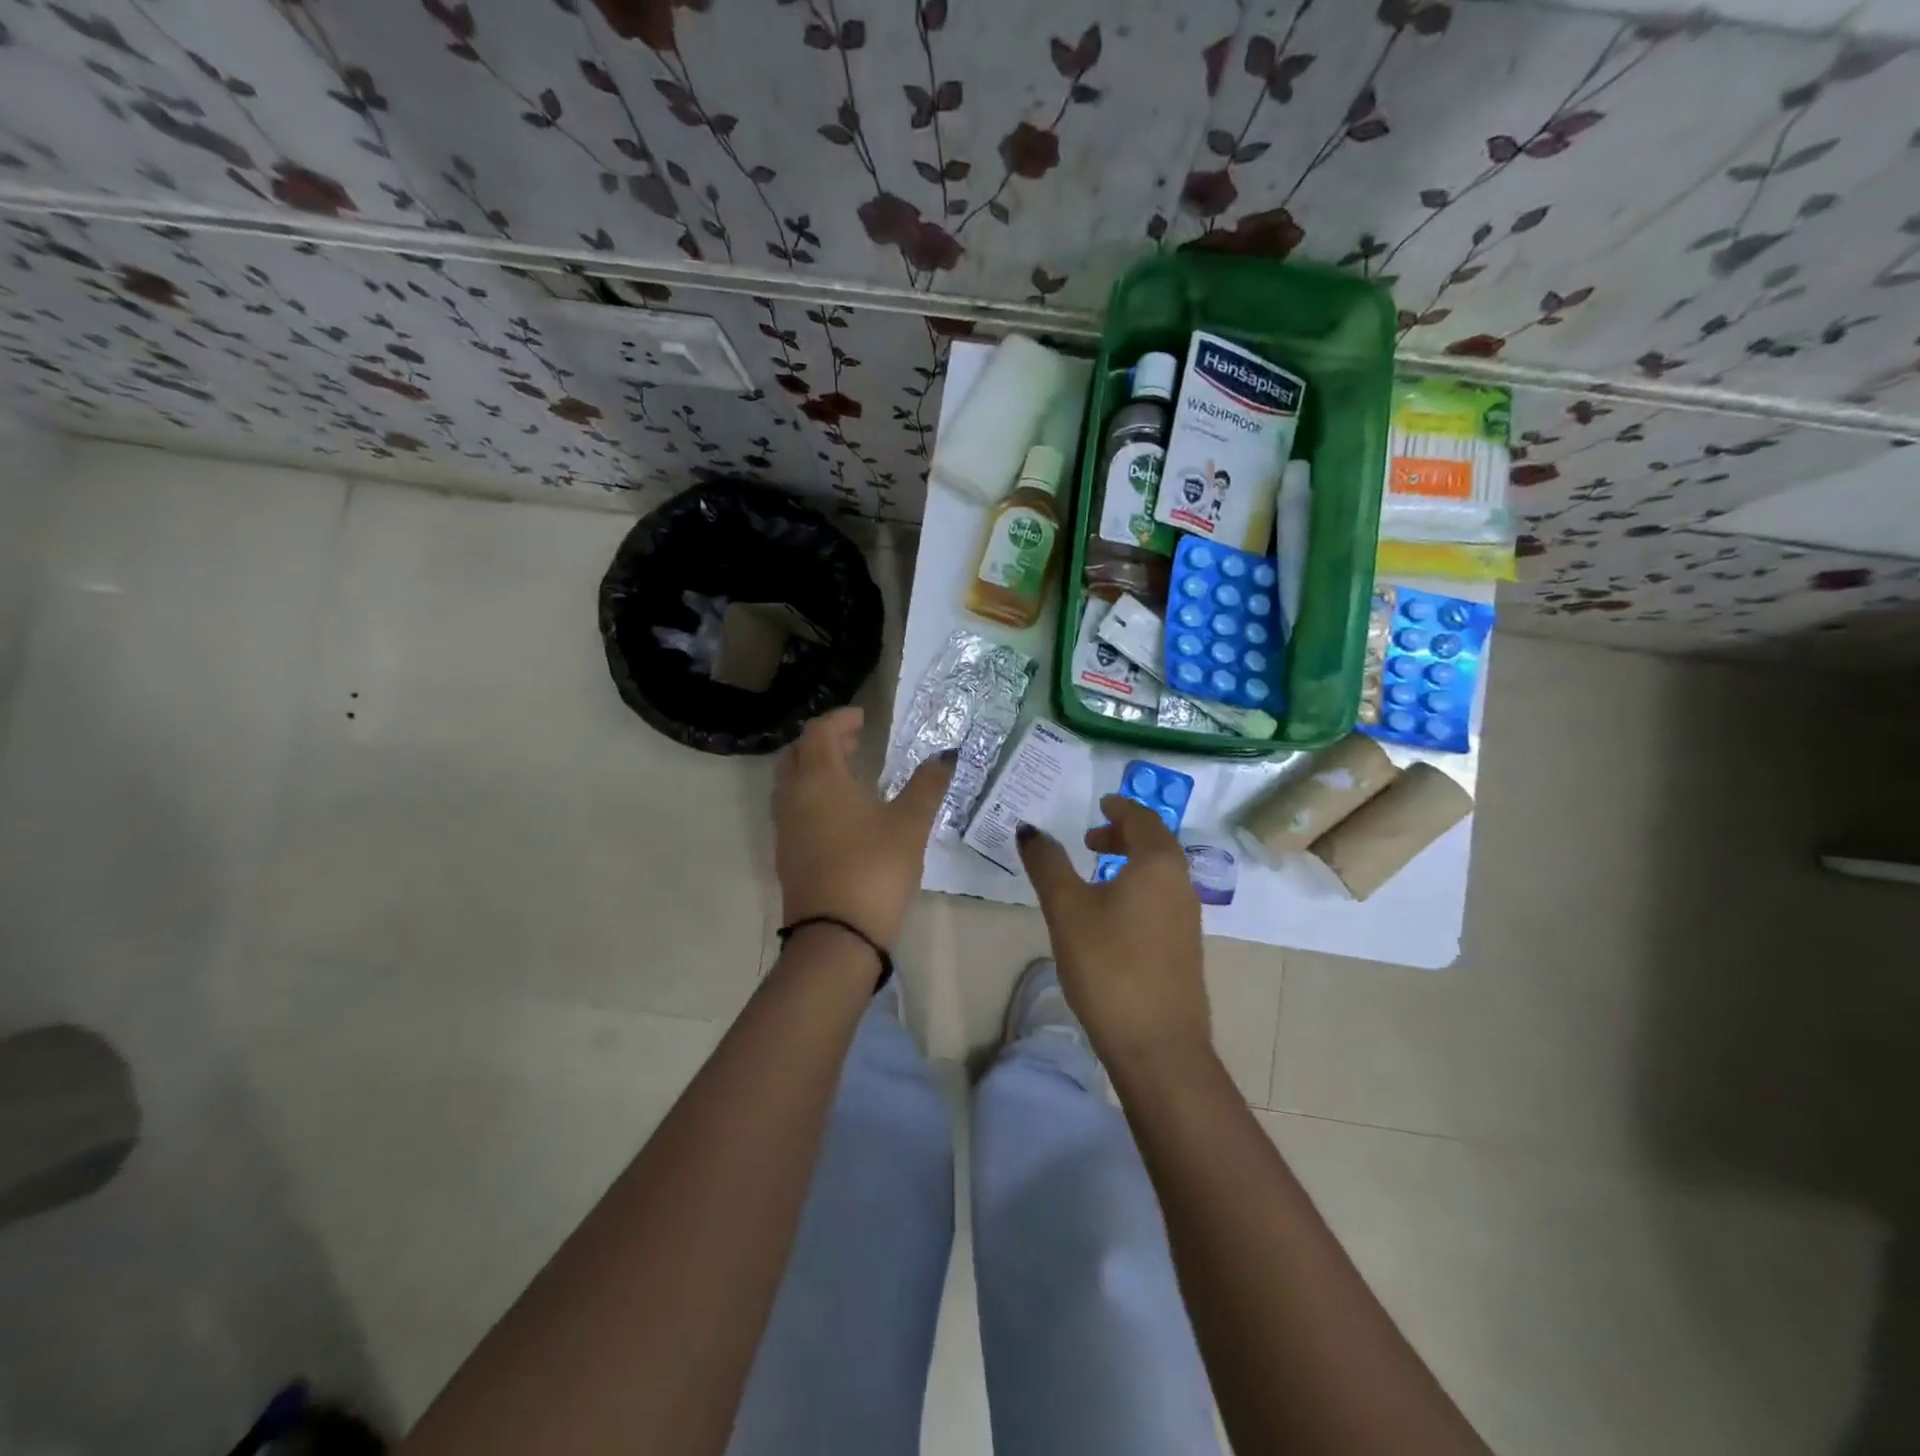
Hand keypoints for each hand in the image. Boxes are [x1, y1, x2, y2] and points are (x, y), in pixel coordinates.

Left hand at [773, 706, 953, 947]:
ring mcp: (785, 828)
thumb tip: (946, 756)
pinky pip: (794, 809)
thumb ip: (927, 785)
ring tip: (850, 772)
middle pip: (799, 753)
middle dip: (825, 741)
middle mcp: (793, 796)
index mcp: (818, 779)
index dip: (840, 719)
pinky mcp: (786, 854)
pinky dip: (813, 796)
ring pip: (792, 783)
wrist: (836, 935)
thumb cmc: (874, 867)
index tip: (864, 718)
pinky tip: (841, 813)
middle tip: (856, 740)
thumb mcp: (910, 823)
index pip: (819, 732)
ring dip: (816, 769)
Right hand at [1016, 796, 1209, 1068]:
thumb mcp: (1067, 908)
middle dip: (1123, 834)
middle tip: (1090, 840)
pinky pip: (1161, 899)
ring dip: (1130, 862)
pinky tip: (1112, 915)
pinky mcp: (1185, 948)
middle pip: (1155, 843)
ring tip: (1095, 875)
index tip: (1100, 805)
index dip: (1120, 807)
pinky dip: (1138, 888)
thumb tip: (1029, 828)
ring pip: (1160, 873)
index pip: (1143, 818)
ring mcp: (1187, 918)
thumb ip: (1047, 863)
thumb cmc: (1108, 964)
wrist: (1157, 1044)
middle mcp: (1181, 883)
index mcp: (1158, 863)